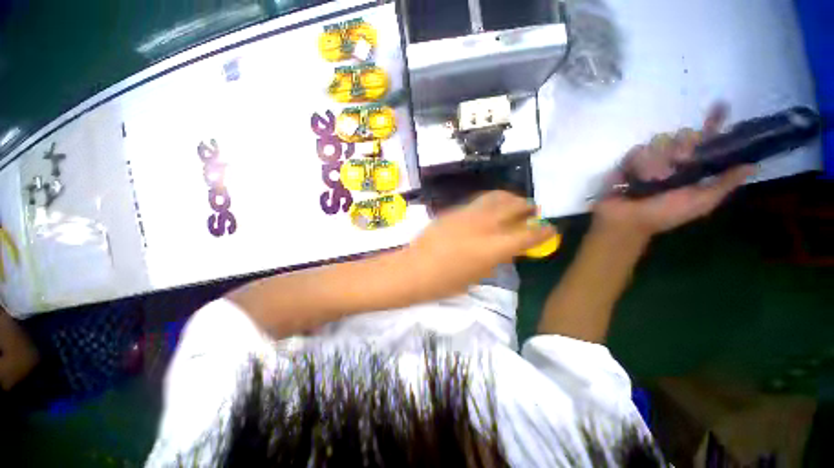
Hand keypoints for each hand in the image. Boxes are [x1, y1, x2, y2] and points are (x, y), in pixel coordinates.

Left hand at [404, 191, 554, 297]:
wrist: (414, 269)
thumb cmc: (445, 283)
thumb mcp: (477, 276)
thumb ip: (496, 259)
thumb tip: (507, 248)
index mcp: (493, 248)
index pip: (527, 235)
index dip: (543, 231)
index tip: (550, 229)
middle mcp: (483, 225)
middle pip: (513, 206)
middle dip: (527, 206)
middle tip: (532, 209)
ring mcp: (467, 214)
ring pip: (495, 197)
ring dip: (509, 198)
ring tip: (514, 204)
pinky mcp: (453, 211)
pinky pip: (478, 202)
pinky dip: (490, 203)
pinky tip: (489, 211)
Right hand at [594, 103, 754, 239]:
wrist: (626, 220)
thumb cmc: (664, 214)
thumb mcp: (700, 202)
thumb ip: (724, 184)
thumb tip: (752, 165)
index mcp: (693, 168)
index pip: (706, 141)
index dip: (714, 123)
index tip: (720, 105)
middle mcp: (674, 159)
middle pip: (683, 134)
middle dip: (682, 147)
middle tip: (678, 163)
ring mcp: (651, 158)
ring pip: (660, 141)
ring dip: (657, 162)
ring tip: (650, 180)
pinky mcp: (629, 160)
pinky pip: (638, 151)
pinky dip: (638, 165)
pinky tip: (634, 178)